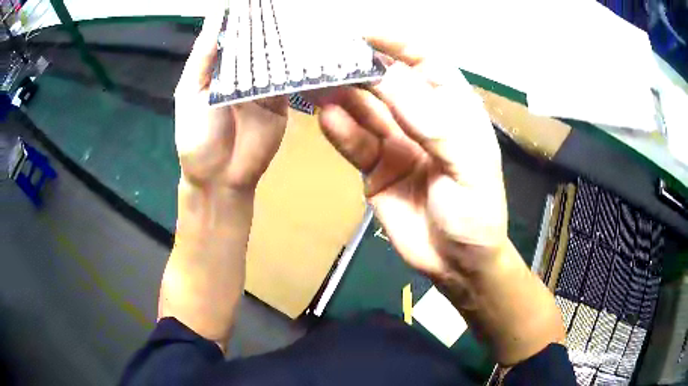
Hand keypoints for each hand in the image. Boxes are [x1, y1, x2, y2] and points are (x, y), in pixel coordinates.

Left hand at [174, 11, 287, 191]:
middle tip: (278, 2)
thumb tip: (216, 16)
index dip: (241, 15)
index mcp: (218, 68)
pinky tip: (300, 41)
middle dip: (264, 21)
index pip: (233, 33)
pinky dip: (291, 60)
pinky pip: (286, 76)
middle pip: (255, 41)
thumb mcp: (190, 93)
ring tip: (293, 12)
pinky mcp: (281, 99)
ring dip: (281, 36)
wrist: (220, 178)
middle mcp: (242, 71)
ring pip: (273, 55)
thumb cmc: (197, 137)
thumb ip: (203, 58)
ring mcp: (263, 84)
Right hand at [311, 39, 507, 279]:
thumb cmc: (477, 212)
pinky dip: (341, 130)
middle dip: (358, 67)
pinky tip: (326, 116)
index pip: (424, 61)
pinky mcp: (375, 168)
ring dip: (342, 95)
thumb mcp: (466, 164)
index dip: (395, 43)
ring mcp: (396, 142)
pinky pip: (355, 143)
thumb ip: (430, 121)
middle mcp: (423, 118)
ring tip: (315, 81)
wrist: (457, 264)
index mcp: (453, 109)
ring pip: (364, 110)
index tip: (361, 33)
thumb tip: (385, 77)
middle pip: (387, 82)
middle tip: (324, 56)